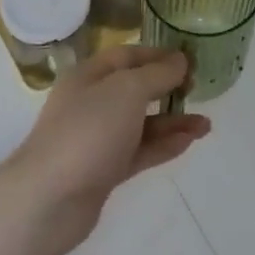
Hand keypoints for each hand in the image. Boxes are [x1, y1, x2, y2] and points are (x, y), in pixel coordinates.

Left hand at [0, 45, 209, 254]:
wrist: (48, 200)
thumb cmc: (87, 130)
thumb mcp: (127, 90)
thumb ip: (157, 74)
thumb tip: (180, 60)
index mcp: (90, 75)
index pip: (129, 55)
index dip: (159, 54)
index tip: (191, 59)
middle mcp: (92, 102)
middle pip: (135, 88)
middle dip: (168, 87)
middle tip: (199, 89)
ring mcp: (98, 138)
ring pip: (141, 123)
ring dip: (173, 121)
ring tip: (206, 125)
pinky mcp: (104, 171)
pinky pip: (140, 151)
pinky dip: (163, 145)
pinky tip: (189, 142)